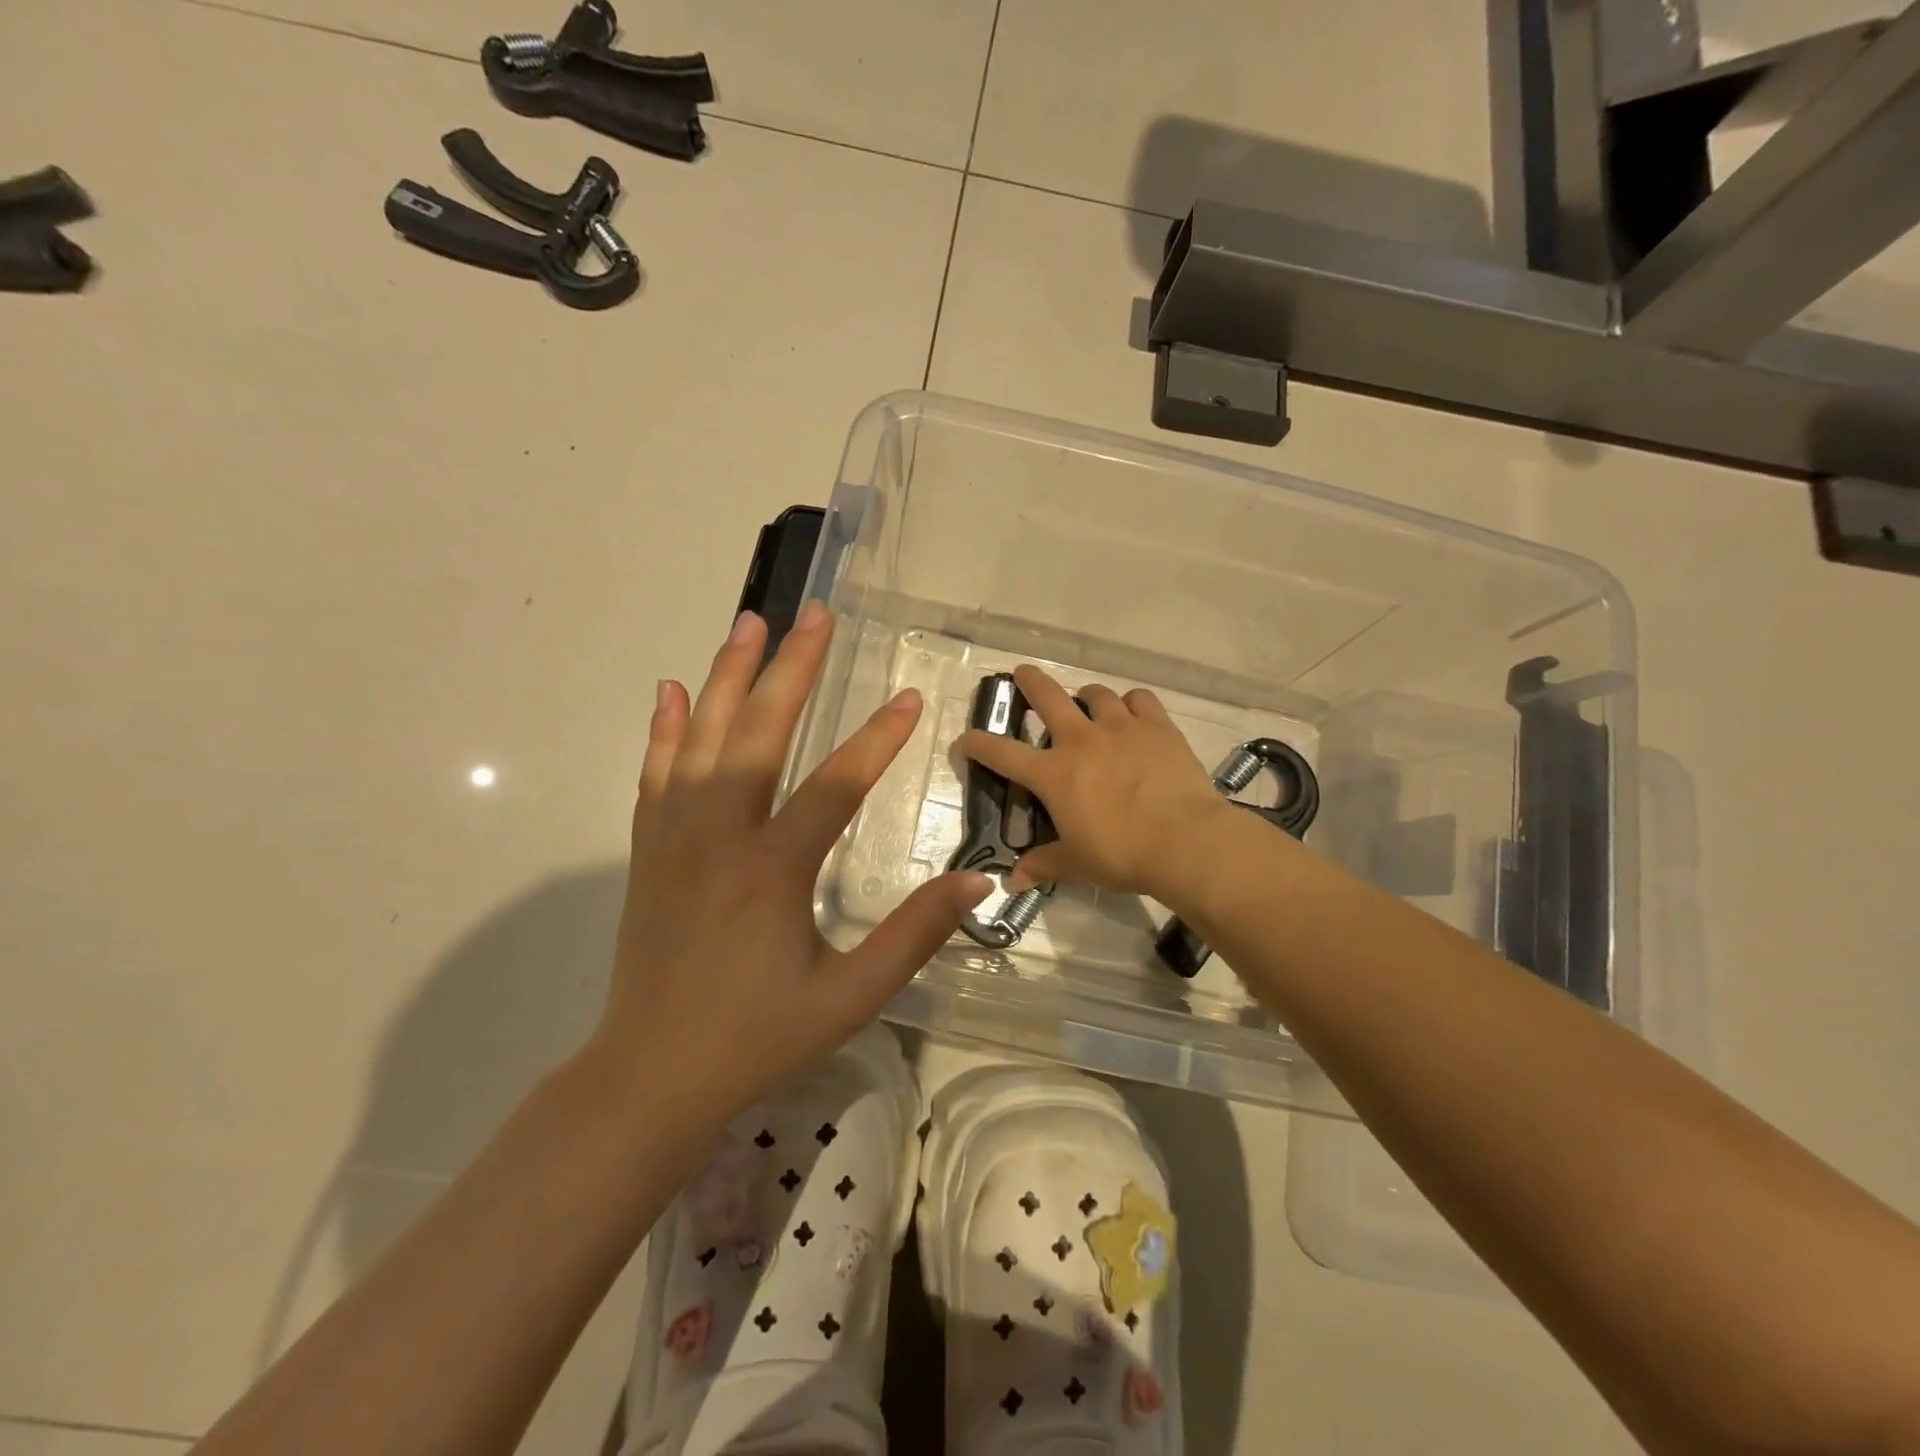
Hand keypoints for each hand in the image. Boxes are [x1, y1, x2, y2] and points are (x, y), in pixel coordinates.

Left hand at [598, 603, 991, 1121]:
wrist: (651, 1074)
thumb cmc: (757, 1038)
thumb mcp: (849, 997)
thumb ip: (913, 935)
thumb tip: (977, 883)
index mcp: (772, 869)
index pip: (835, 784)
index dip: (878, 739)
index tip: (911, 697)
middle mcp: (719, 836)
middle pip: (758, 733)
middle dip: (792, 669)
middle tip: (816, 615)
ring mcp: (675, 838)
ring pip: (701, 738)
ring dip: (726, 676)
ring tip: (750, 623)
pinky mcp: (648, 850)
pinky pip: (655, 774)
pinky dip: (664, 728)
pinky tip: (671, 691)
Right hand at [956, 665, 1236, 903]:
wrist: (1185, 841)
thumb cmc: (1122, 854)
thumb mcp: (1077, 864)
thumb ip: (1043, 865)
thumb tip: (1013, 883)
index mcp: (1054, 774)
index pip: (1002, 754)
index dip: (977, 744)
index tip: (964, 740)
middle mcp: (1081, 740)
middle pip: (1047, 697)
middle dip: (1030, 682)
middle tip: (1022, 673)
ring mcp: (1121, 727)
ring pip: (1096, 694)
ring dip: (1086, 696)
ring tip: (1088, 704)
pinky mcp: (1157, 726)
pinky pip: (1140, 699)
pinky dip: (1131, 703)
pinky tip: (1133, 713)